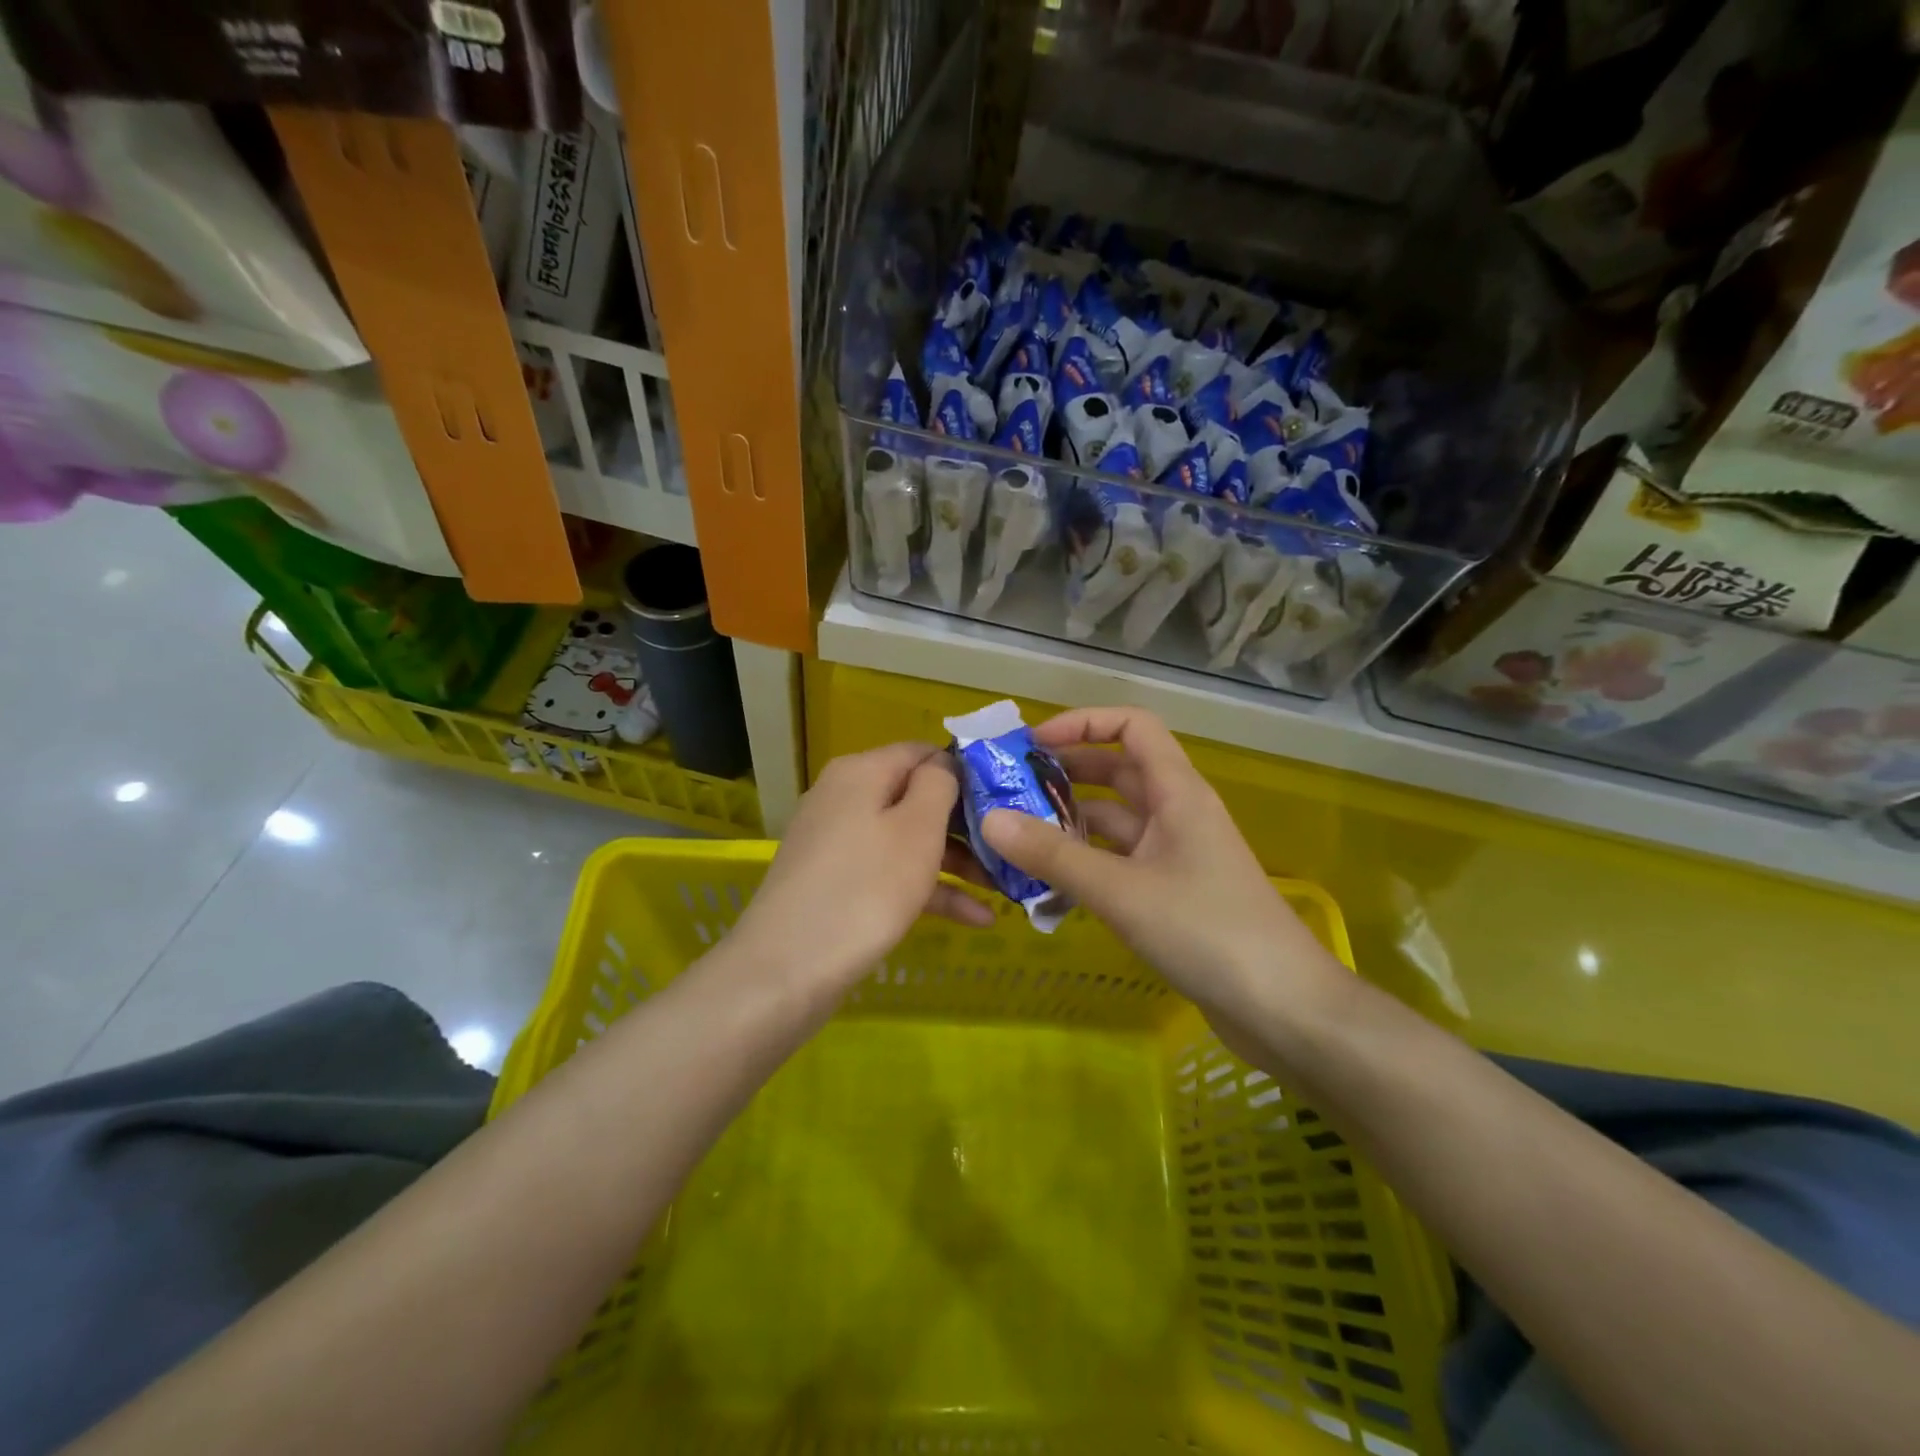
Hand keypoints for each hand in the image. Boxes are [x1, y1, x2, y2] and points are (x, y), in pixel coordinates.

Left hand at [734, 742, 993, 997]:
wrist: (786, 970)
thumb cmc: (866, 888)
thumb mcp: (916, 828)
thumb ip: (938, 784)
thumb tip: (943, 763)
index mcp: (861, 771)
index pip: (923, 752)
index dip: (966, 771)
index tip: (1007, 798)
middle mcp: (844, 797)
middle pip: (916, 797)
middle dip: (966, 825)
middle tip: (1010, 848)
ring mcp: (837, 842)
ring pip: (907, 839)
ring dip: (956, 862)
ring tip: (1004, 888)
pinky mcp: (835, 882)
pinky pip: (890, 872)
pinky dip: (928, 889)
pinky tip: (976, 918)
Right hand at [980, 707, 1342, 1021]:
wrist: (1281, 1007)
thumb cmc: (1206, 931)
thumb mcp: (1120, 890)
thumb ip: (1054, 855)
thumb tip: (990, 818)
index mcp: (1177, 792)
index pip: (1133, 726)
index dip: (1084, 723)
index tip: (1034, 745)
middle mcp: (1177, 813)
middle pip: (1118, 771)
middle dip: (1066, 773)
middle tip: (1010, 790)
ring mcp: (1176, 854)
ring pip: (1115, 820)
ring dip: (1071, 822)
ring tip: (1016, 836)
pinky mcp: (1172, 892)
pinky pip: (1120, 861)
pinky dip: (1086, 862)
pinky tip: (1048, 883)